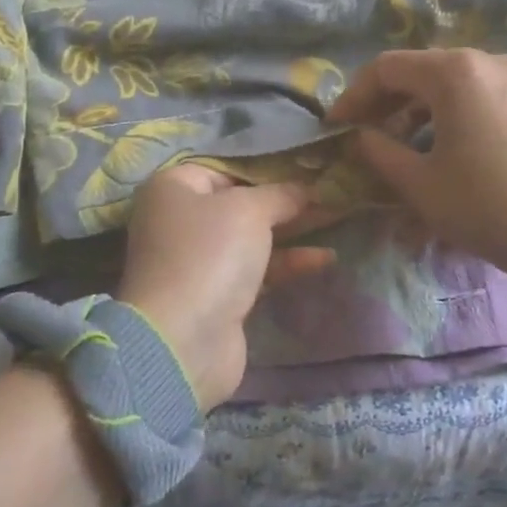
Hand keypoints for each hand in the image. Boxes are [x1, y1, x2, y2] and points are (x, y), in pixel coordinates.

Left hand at [115, 166, 334, 410]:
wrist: (184, 340)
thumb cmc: (210, 254)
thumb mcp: (250, 210)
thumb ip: (281, 194)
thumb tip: (306, 188)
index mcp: (172, 188)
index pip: (223, 166)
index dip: (263, 166)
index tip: (304, 166)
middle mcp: (178, 219)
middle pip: (238, 201)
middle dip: (282, 199)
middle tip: (326, 191)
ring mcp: (197, 260)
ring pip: (250, 237)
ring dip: (289, 231)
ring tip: (334, 219)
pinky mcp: (216, 294)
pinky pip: (256, 269)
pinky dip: (286, 262)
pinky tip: (325, 258)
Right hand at [327, 49, 506, 289]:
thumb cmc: (487, 208)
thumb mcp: (420, 184)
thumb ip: (378, 151)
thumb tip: (360, 136)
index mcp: (457, 73)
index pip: (387, 68)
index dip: (354, 95)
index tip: (335, 126)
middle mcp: (490, 60)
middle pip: (422, 71)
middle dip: (386, 101)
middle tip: (364, 134)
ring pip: (453, 83)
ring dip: (419, 109)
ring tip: (402, 144)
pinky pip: (482, 94)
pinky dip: (454, 112)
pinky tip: (446, 145)